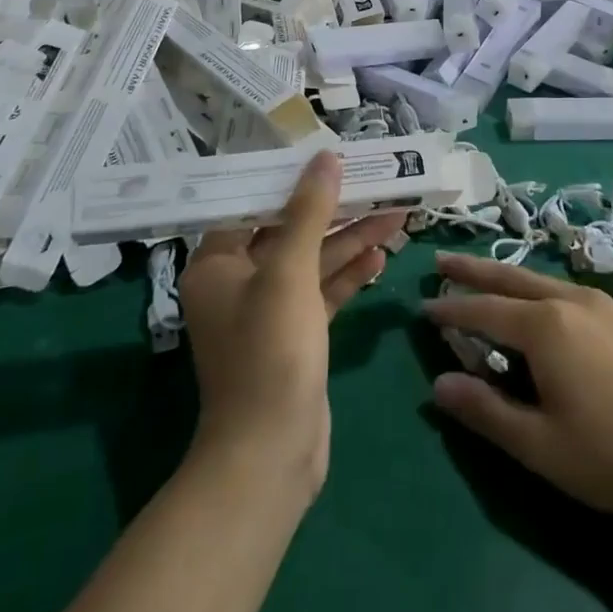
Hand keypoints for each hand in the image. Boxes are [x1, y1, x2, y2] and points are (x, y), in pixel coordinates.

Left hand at [178, 151, 405, 493]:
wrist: (271, 456)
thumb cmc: (269, 354)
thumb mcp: (289, 274)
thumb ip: (308, 212)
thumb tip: (325, 157)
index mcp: (217, 263)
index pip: (252, 203)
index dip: (289, 177)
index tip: (326, 155)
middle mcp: (238, 281)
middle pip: (289, 229)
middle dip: (333, 208)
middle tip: (373, 181)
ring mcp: (269, 310)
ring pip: (313, 260)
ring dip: (351, 238)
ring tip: (395, 212)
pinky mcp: (296, 334)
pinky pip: (323, 291)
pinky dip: (349, 274)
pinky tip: (381, 255)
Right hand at [424, 252, 612, 526]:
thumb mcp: (541, 445)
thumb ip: (486, 411)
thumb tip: (438, 384)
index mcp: (544, 326)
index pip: (484, 310)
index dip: (451, 310)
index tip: (422, 306)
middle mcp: (567, 300)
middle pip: (508, 277)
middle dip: (472, 270)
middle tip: (441, 261)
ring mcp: (598, 303)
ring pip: (538, 278)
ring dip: (503, 275)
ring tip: (480, 274)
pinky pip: (562, 288)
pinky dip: (534, 286)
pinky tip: (535, 299)